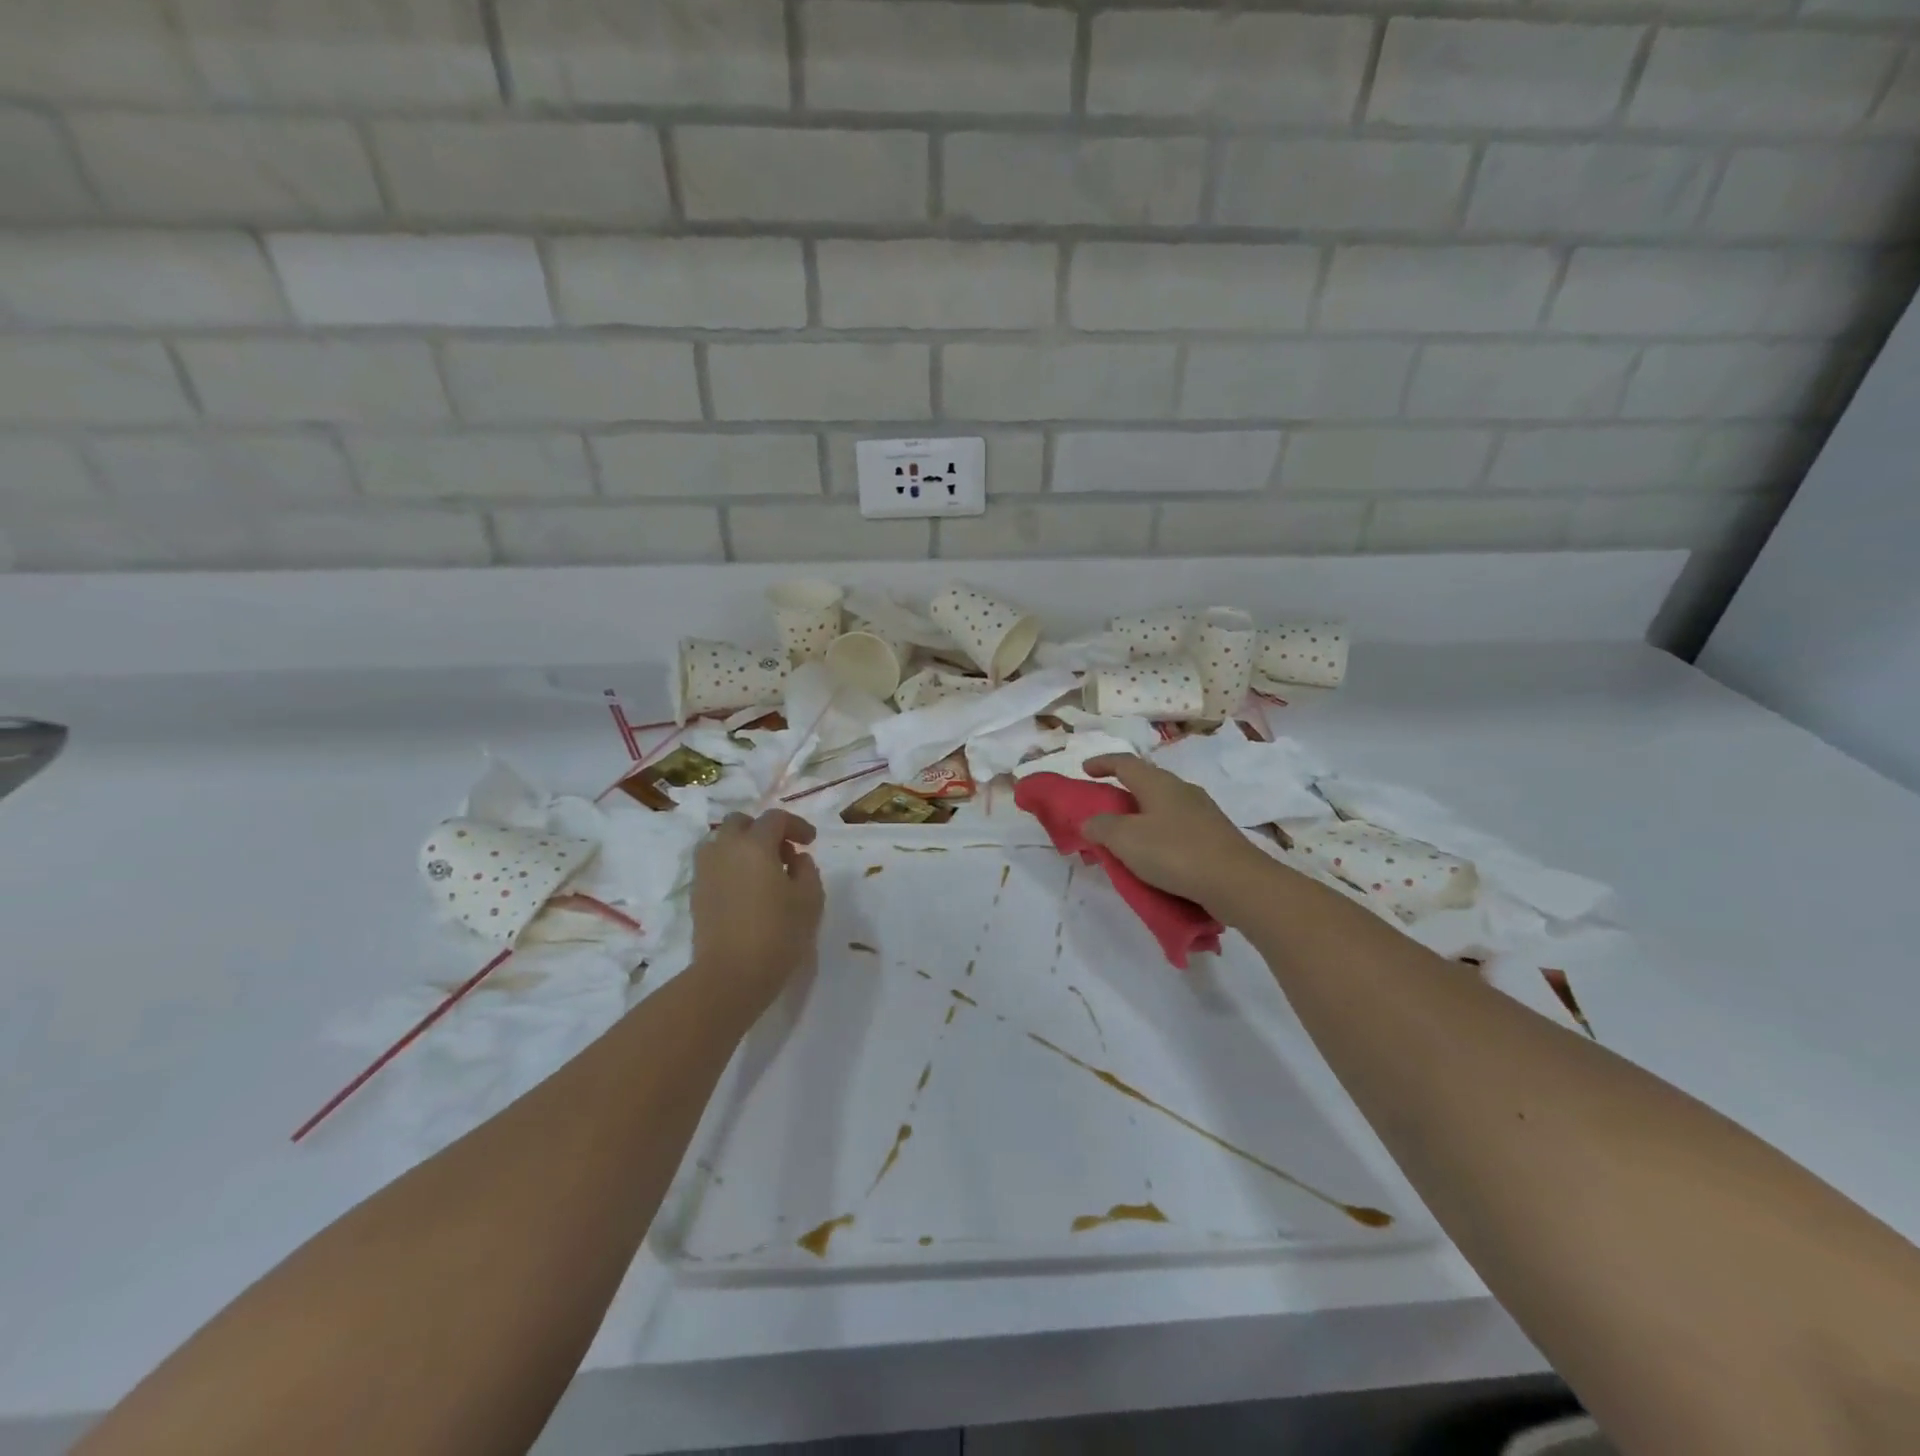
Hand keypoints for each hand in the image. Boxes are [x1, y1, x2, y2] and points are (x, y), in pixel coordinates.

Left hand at [690, 810, 824, 1019]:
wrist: (730, 974)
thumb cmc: (778, 933)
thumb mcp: (810, 899)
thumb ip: (807, 870)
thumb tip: (796, 859)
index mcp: (754, 844)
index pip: (775, 819)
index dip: (796, 825)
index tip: (810, 842)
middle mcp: (725, 849)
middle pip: (740, 822)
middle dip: (763, 830)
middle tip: (783, 852)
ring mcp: (705, 871)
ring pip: (720, 842)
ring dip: (741, 846)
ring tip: (761, 870)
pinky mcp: (696, 894)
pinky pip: (713, 865)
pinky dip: (730, 866)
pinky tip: (746, 889)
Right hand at [1082, 755, 1269, 918]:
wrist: (1237, 883)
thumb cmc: (1175, 853)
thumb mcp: (1126, 840)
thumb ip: (1101, 827)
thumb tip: (1089, 821)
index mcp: (1158, 783)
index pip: (1125, 763)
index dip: (1102, 763)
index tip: (1085, 770)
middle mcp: (1182, 790)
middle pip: (1145, 783)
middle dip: (1121, 794)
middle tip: (1102, 812)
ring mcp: (1202, 813)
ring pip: (1162, 808)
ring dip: (1140, 819)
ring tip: (1126, 840)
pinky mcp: (1215, 837)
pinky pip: (1176, 829)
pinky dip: (1158, 837)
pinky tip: (1154, 858)